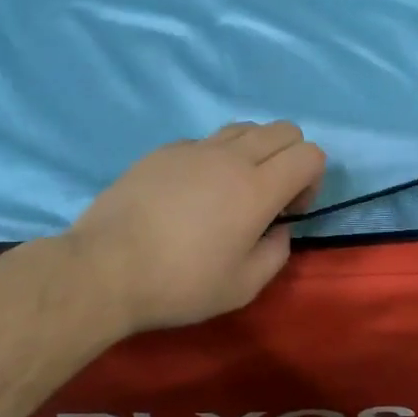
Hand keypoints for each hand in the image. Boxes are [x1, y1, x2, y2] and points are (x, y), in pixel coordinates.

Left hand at [67, 122, 325, 333]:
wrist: (105, 268)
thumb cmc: (180, 284)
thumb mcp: (242, 287)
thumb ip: (276, 253)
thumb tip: (278, 229)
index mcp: (258, 188)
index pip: (310, 153)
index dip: (312, 180)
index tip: (287, 212)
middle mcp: (231, 157)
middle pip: (283, 130)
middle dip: (290, 158)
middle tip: (268, 198)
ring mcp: (194, 149)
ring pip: (244, 128)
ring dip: (254, 153)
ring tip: (231, 192)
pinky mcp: (163, 151)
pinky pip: (205, 142)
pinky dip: (214, 159)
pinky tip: (190, 195)